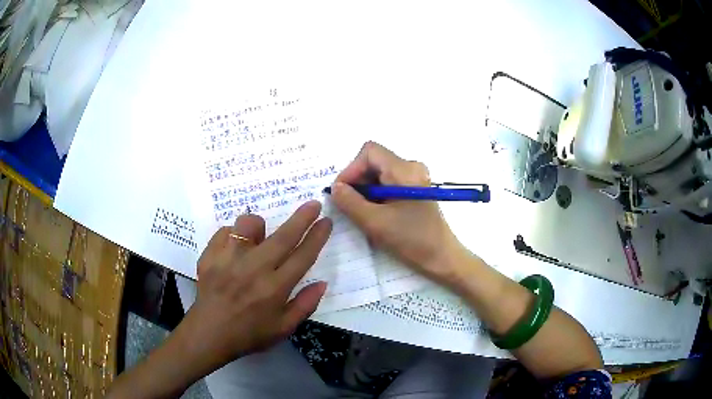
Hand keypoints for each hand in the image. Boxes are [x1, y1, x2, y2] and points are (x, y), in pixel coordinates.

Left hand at [174, 201, 331, 377]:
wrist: (209, 333)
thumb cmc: (249, 333)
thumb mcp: (283, 328)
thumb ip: (305, 305)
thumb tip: (322, 283)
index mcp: (274, 289)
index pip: (302, 257)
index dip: (317, 237)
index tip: (326, 221)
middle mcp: (253, 270)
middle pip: (282, 237)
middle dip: (302, 218)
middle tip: (313, 203)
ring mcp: (228, 260)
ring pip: (248, 225)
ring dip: (258, 226)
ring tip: (258, 237)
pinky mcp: (210, 256)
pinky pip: (225, 231)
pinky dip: (233, 234)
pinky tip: (234, 248)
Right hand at [331, 141, 465, 283]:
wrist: (441, 256)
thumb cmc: (411, 239)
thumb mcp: (375, 222)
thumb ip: (350, 202)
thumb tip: (335, 188)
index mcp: (404, 169)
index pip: (369, 152)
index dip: (351, 169)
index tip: (342, 192)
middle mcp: (411, 166)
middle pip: (374, 161)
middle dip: (357, 180)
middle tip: (349, 205)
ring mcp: (414, 177)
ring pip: (379, 173)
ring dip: (366, 189)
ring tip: (362, 212)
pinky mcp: (415, 189)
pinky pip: (388, 182)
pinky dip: (376, 194)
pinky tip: (375, 213)